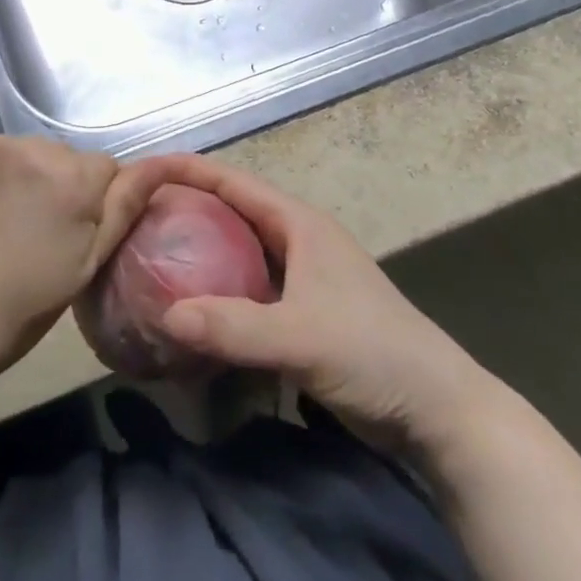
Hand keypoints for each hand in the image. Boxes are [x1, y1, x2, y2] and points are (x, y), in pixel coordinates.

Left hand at [0, 138, 168, 399]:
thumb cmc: (21, 306)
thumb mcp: (86, 265)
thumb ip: (125, 207)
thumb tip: (162, 165)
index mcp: (71, 176)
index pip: (108, 169)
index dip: (98, 206)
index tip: (75, 240)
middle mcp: (34, 146)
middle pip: (69, 159)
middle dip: (66, 187)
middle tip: (43, 238)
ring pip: (35, 155)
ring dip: (34, 179)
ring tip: (12, 228)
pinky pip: (0, 156)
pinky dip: (1, 177)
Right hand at [145, 155, 495, 452]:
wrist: (440, 410)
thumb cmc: (373, 354)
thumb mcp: (300, 338)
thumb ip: (233, 327)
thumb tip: (165, 315)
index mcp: (298, 223)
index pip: (232, 181)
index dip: (188, 169)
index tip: (143, 169)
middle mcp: (298, 239)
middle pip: (233, 209)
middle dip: (189, 204)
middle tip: (139, 214)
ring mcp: (303, 275)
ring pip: (241, 248)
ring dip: (204, 247)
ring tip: (156, 252)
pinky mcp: (306, 310)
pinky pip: (250, 285)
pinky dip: (221, 286)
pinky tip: (196, 305)